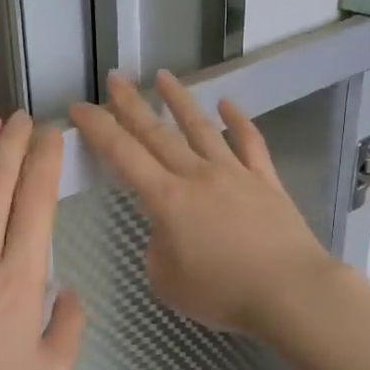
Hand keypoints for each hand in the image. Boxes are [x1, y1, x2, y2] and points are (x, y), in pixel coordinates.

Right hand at [69, 71, 343, 335]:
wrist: (290, 291)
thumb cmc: (222, 292)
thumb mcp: (167, 281)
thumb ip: (157, 248)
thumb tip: (167, 229)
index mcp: (167, 198)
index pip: (123, 154)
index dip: (98, 128)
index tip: (79, 107)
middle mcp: (198, 175)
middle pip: (158, 133)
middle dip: (132, 104)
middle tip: (115, 79)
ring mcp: (235, 173)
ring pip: (201, 127)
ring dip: (179, 100)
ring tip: (164, 76)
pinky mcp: (265, 181)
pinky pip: (250, 142)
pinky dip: (238, 121)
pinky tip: (227, 105)